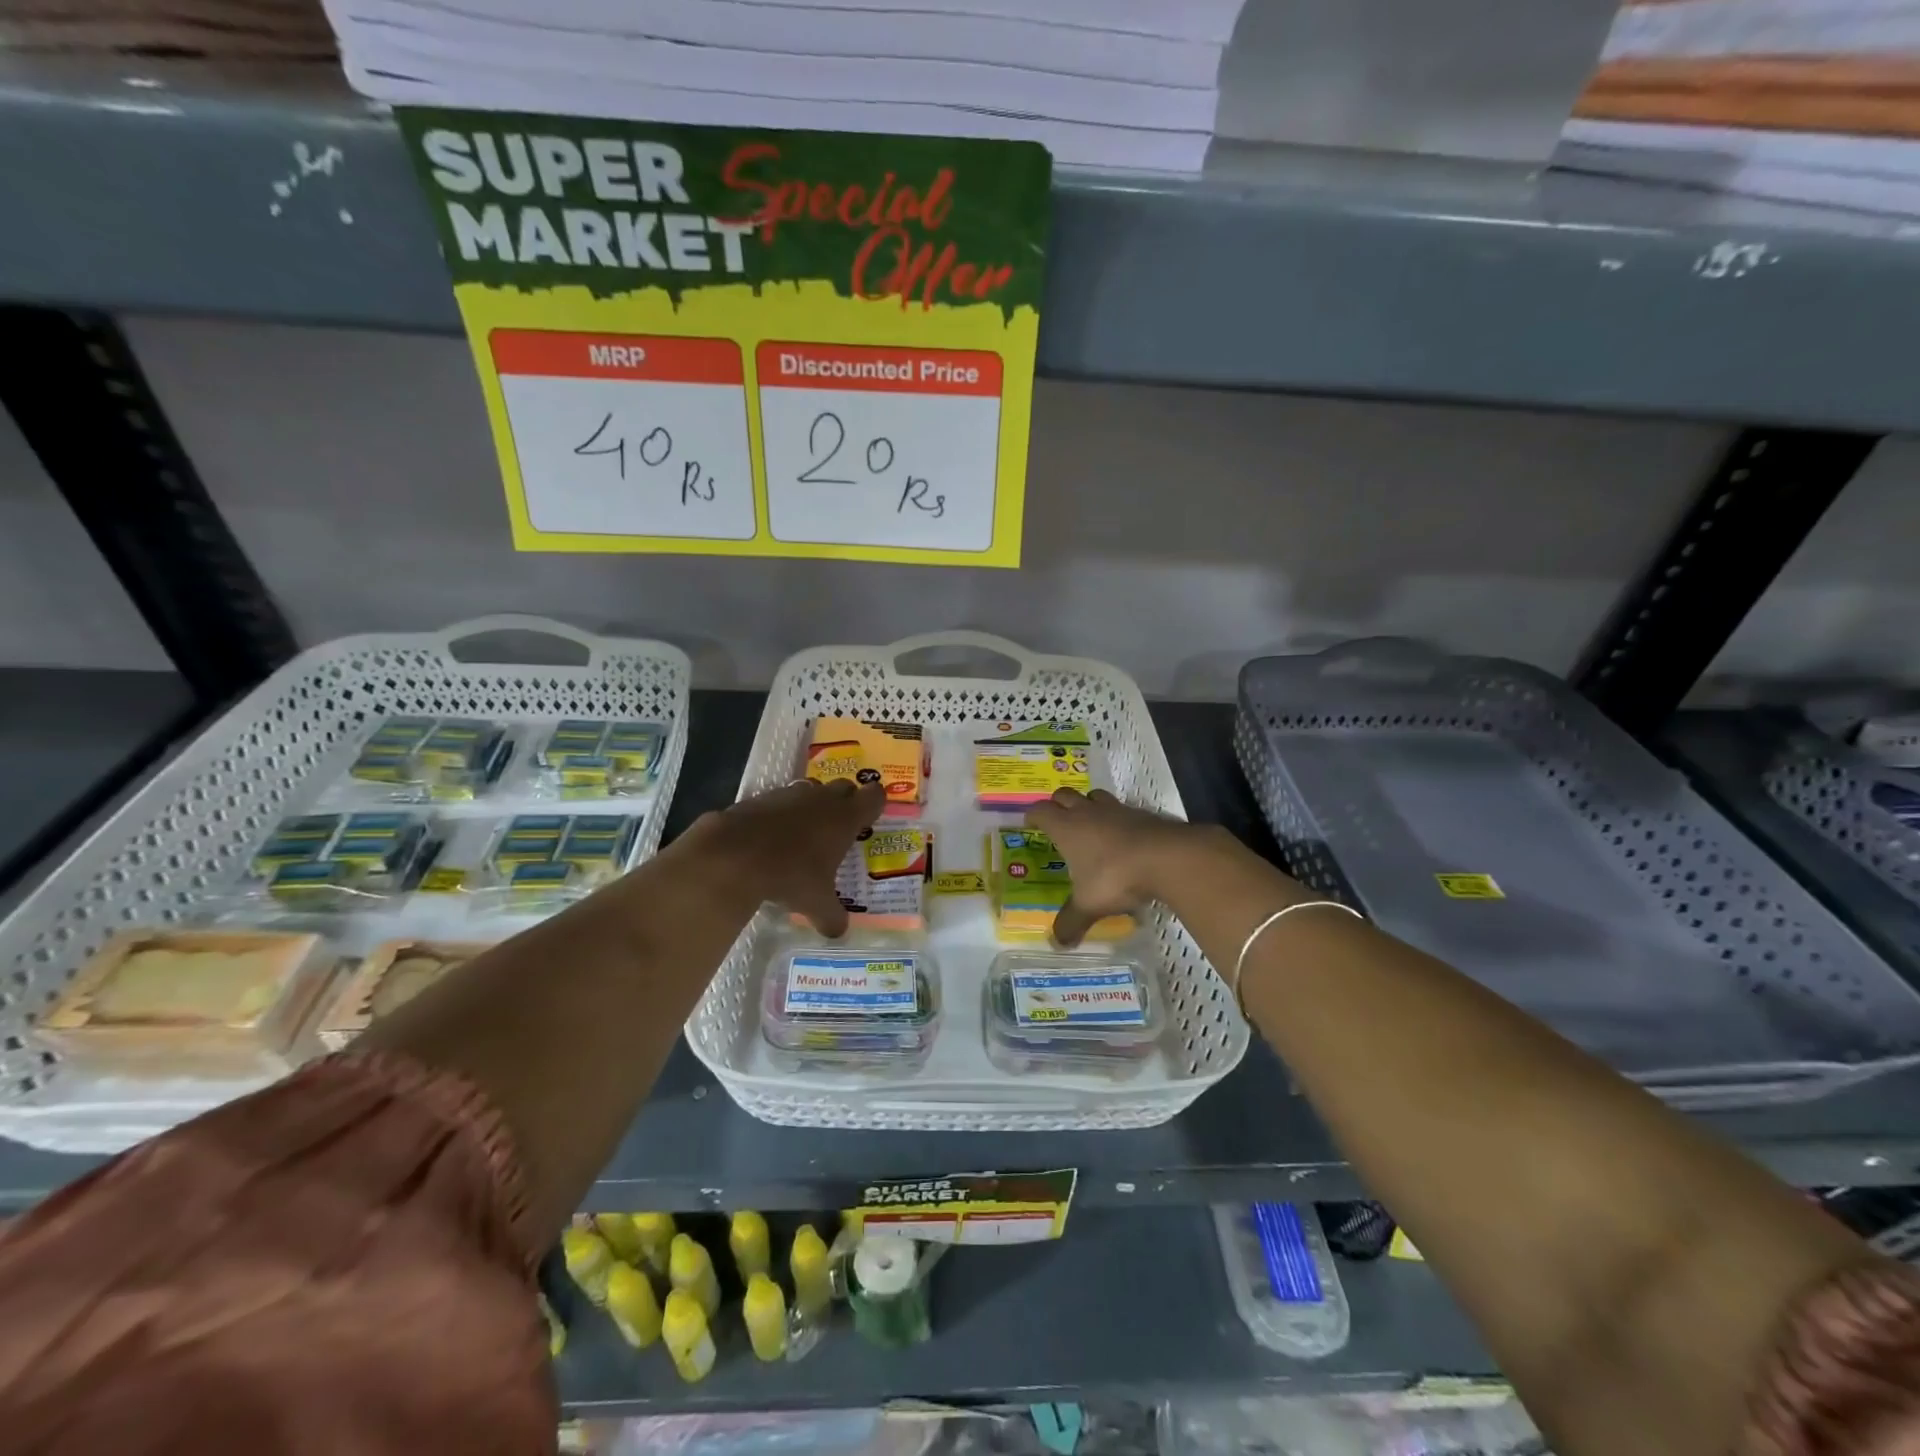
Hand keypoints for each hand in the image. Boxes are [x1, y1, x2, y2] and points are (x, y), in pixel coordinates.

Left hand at [674, 778, 885, 934]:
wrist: (734, 855)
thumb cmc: (790, 875)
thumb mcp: (815, 903)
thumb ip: (832, 916)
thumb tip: (839, 932)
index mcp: (844, 818)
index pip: (874, 796)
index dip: (875, 803)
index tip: (870, 818)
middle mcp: (822, 799)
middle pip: (845, 787)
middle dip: (845, 801)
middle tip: (841, 826)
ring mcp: (790, 794)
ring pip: (812, 790)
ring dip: (813, 805)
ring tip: (806, 832)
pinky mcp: (761, 797)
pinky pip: (780, 799)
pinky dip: (781, 813)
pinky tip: (772, 835)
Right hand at [1024, 788, 1213, 947]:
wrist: (1166, 858)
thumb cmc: (1115, 877)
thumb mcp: (1089, 905)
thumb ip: (1071, 922)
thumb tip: (1057, 944)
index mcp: (1067, 828)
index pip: (1041, 811)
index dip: (1033, 815)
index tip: (1030, 823)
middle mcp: (1087, 812)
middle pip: (1065, 795)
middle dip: (1058, 804)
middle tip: (1057, 820)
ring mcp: (1116, 810)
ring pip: (1094, 796)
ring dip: (1088, 804)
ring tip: (1089, 823)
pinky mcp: (1141, 813)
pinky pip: (1122, 808)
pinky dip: (1116, 818)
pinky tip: (1122, 837)